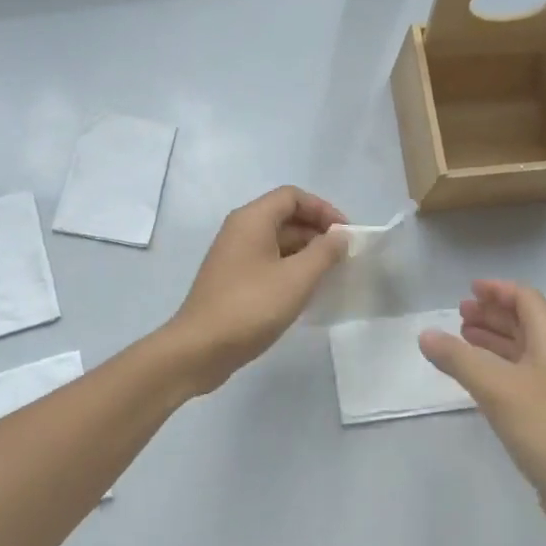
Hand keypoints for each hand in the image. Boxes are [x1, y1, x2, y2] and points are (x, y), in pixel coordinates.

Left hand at [167, 186, 347, 393]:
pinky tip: (306, 292)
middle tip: (343, 257)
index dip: (323, 209)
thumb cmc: (251, 307)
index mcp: (252, 219)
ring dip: (305, 253)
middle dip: (317, 232)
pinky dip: (290, 269)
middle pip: (285, 217)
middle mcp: (240, 230)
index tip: (345, 234)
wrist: (200, 349)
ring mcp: (233, 256)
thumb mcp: (297, 278)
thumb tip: (340, 236)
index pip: (293, 196)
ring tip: (331, 275)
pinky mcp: (232, 280)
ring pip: (277, 242)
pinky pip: (267, 262)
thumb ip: (324, 252)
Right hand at [419, 280, 545, 539]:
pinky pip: (516, 377)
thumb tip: (426, 334)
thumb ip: (459, 358)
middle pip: (523, 323)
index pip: (527, 300)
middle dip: (492, 314)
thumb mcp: (496, 387)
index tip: (469, 290)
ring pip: (519, 351)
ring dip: (491, 339)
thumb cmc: (545, 427)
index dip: (499, 290)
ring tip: (461, 338)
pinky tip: (474, 378)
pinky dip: (494, 367)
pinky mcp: (545, 414)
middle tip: (459, 314)